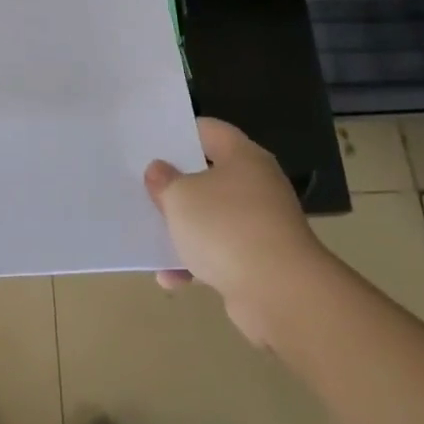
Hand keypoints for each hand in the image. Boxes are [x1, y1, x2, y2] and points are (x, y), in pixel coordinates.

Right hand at [145, 118, 325, 346]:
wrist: (279, 293)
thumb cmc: (226, 227)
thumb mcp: (180, 197)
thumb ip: (164, 180)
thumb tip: (160, 170)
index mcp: (243, 157)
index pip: (209, 130)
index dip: (181, 132)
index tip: (152, 140)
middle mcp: (257, 185)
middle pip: (210, 175)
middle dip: (178, 184)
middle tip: (144, 184)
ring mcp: (261, 225)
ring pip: (214, 218)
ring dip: (185, 229)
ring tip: (150, 236)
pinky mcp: (261, 262)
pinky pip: (221, 254)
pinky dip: (197, 263)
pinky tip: (170, 277)